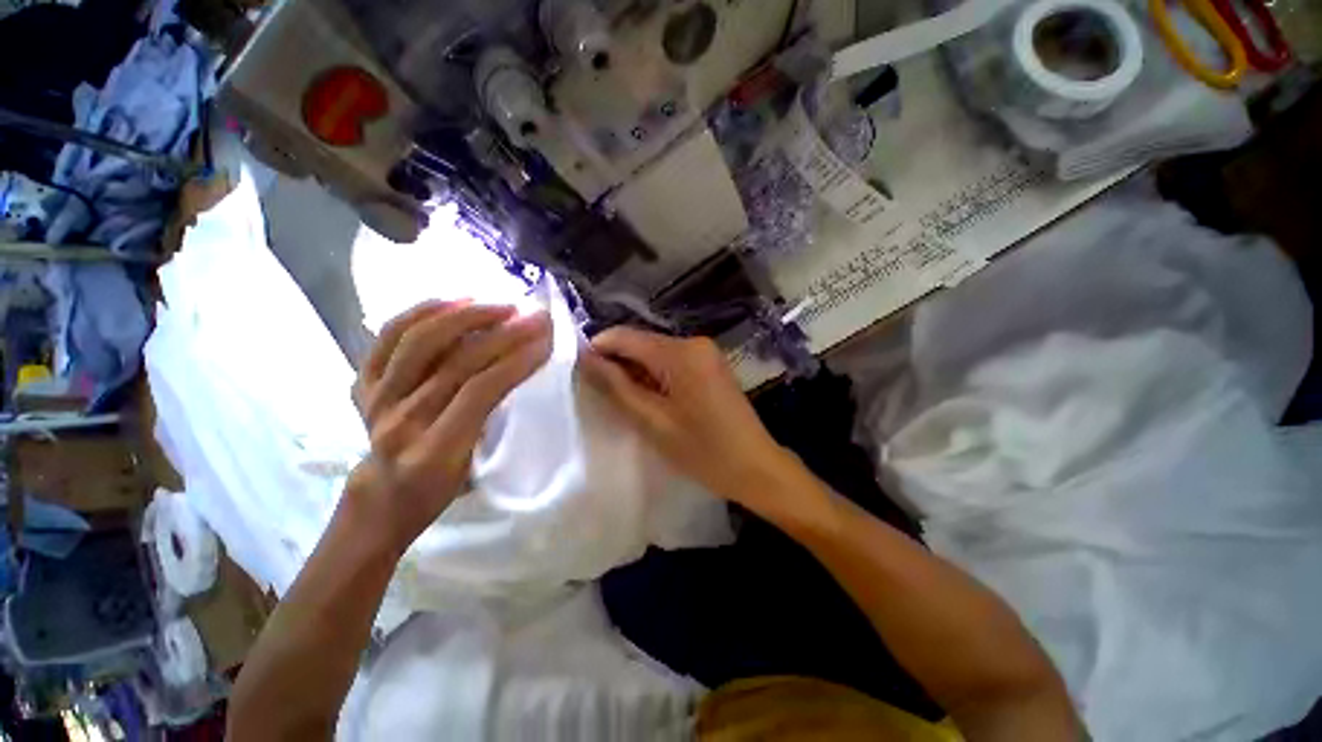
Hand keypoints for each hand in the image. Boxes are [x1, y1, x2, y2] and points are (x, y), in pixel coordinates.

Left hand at [346, 300, 551, 555]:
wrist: (383, 497)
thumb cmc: (441, 489)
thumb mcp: (477, 469)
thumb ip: (492, 421)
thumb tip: (519, 368)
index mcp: (433, 452)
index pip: (479, 392)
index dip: (516, 361)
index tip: (546, 339)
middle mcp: (398, 422)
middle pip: (454, 362)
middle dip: (503, 334)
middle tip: (534, 317)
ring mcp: (374, 399)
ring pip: (418, 341)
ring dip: (465, 316)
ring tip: (500, 306)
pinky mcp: (361, 383)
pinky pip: (388, 337)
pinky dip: (422, 312)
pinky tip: (454, 301)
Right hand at [580, 327, 808, 520]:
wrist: (756, 467)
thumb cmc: (703, 450)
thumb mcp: (652, 421)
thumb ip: (616, 386)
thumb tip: (585, 359)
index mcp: (681, 352)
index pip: (626, 336)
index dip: (598, 349)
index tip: (578, 372)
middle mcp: (694, 342)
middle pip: (642, 343)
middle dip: (618, 363)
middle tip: (600, 394)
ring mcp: (706, 353)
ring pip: (656, 353)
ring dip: (636, 372)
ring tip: (623, 401)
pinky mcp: (710, 365)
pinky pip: (672, 363)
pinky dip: (655, 377)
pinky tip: (650, 399)